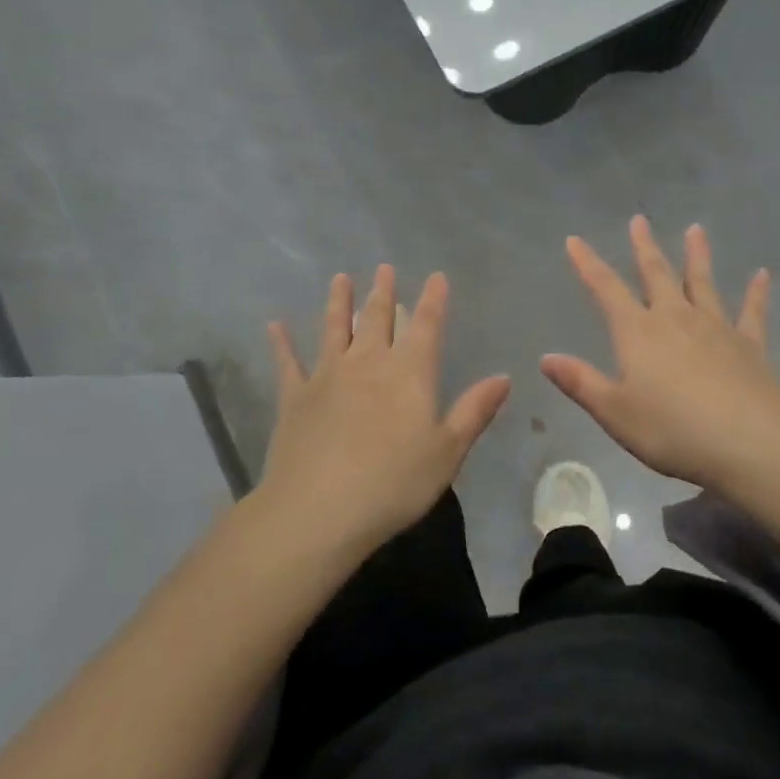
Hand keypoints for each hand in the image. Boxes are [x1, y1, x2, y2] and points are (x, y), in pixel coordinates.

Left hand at [259, 266, 509, 559]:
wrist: (318, 510)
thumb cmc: (393, 483)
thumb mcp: (447, 451)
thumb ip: (474, 411)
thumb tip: (504, 377)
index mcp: (409, 373)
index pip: (426, 325)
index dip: (433, 299)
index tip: (436, 276)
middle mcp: (368, 363)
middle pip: (378, 318)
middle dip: (384, 292)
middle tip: (384, 268)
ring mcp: (327, 376)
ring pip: (334, 328)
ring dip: (338, 302)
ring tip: (340, 278)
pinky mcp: (294, 397)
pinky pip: (287, 362)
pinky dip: (281, 343)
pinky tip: (275, 326)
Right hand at [541, 217, 779, 491]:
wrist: (748, 441)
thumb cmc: (672, 430)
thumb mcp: (615, 412)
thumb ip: (581, 382)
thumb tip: (546, 358)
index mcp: (638, 332)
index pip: (606, 289)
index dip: (588, 264)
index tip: (574, 239)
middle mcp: (675, 318)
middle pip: (657, 274)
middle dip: (644, 247)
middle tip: (640, 220)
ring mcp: (716, 327)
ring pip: (702, 283)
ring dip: (697, 255)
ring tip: (695, 229)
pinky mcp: (749, 344)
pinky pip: (752, 311)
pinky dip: (756, 292)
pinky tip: (762, 275)